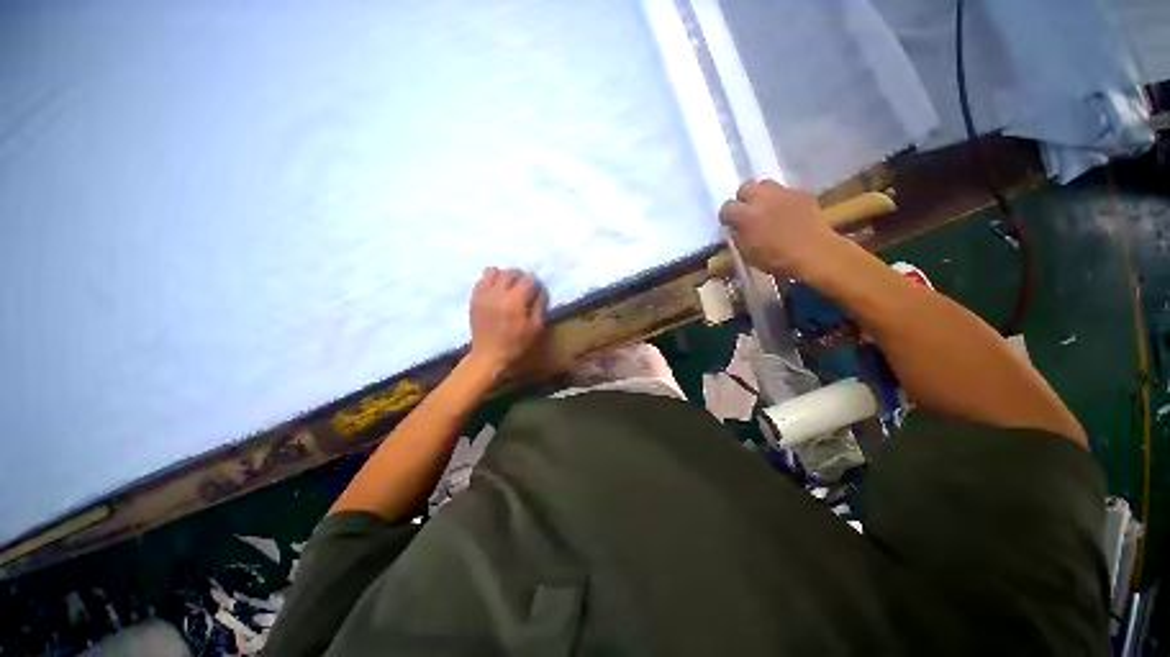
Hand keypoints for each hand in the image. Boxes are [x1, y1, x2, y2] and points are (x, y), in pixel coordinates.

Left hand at [467, 268, 546, 374]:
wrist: (488, 355)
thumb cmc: (515, 344)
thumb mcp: (535, 328)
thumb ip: (540, 305)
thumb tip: (540, 290)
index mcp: (514, 300)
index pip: (528, 278)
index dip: (534, 284)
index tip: (534, 292)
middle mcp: (497, 293)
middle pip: (511, 272)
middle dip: (520, 277)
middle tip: (522, 288)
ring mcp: (483, 294)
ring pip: (494, 271)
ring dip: (503, 276)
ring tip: (506, 287)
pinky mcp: (474, 298)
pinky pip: (481, 280)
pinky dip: (489, 282)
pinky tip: (494, 292)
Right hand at [719, 179, 839, 275]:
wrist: (818, 254)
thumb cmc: (783, 262)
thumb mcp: (752, 257)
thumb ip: (740, 239)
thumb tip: (737, 230)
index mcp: (746, 215)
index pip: (727, 208)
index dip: (728, 217)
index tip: (731, 224)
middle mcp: (761, 197)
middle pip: (745, 188)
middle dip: (746, 198)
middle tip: (751, 212)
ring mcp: (782, 192)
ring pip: (766, 185)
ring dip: (765, 194)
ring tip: (771, 207)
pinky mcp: (801, 193)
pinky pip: (789, 192)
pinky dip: (787, 200)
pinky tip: (792, 211)